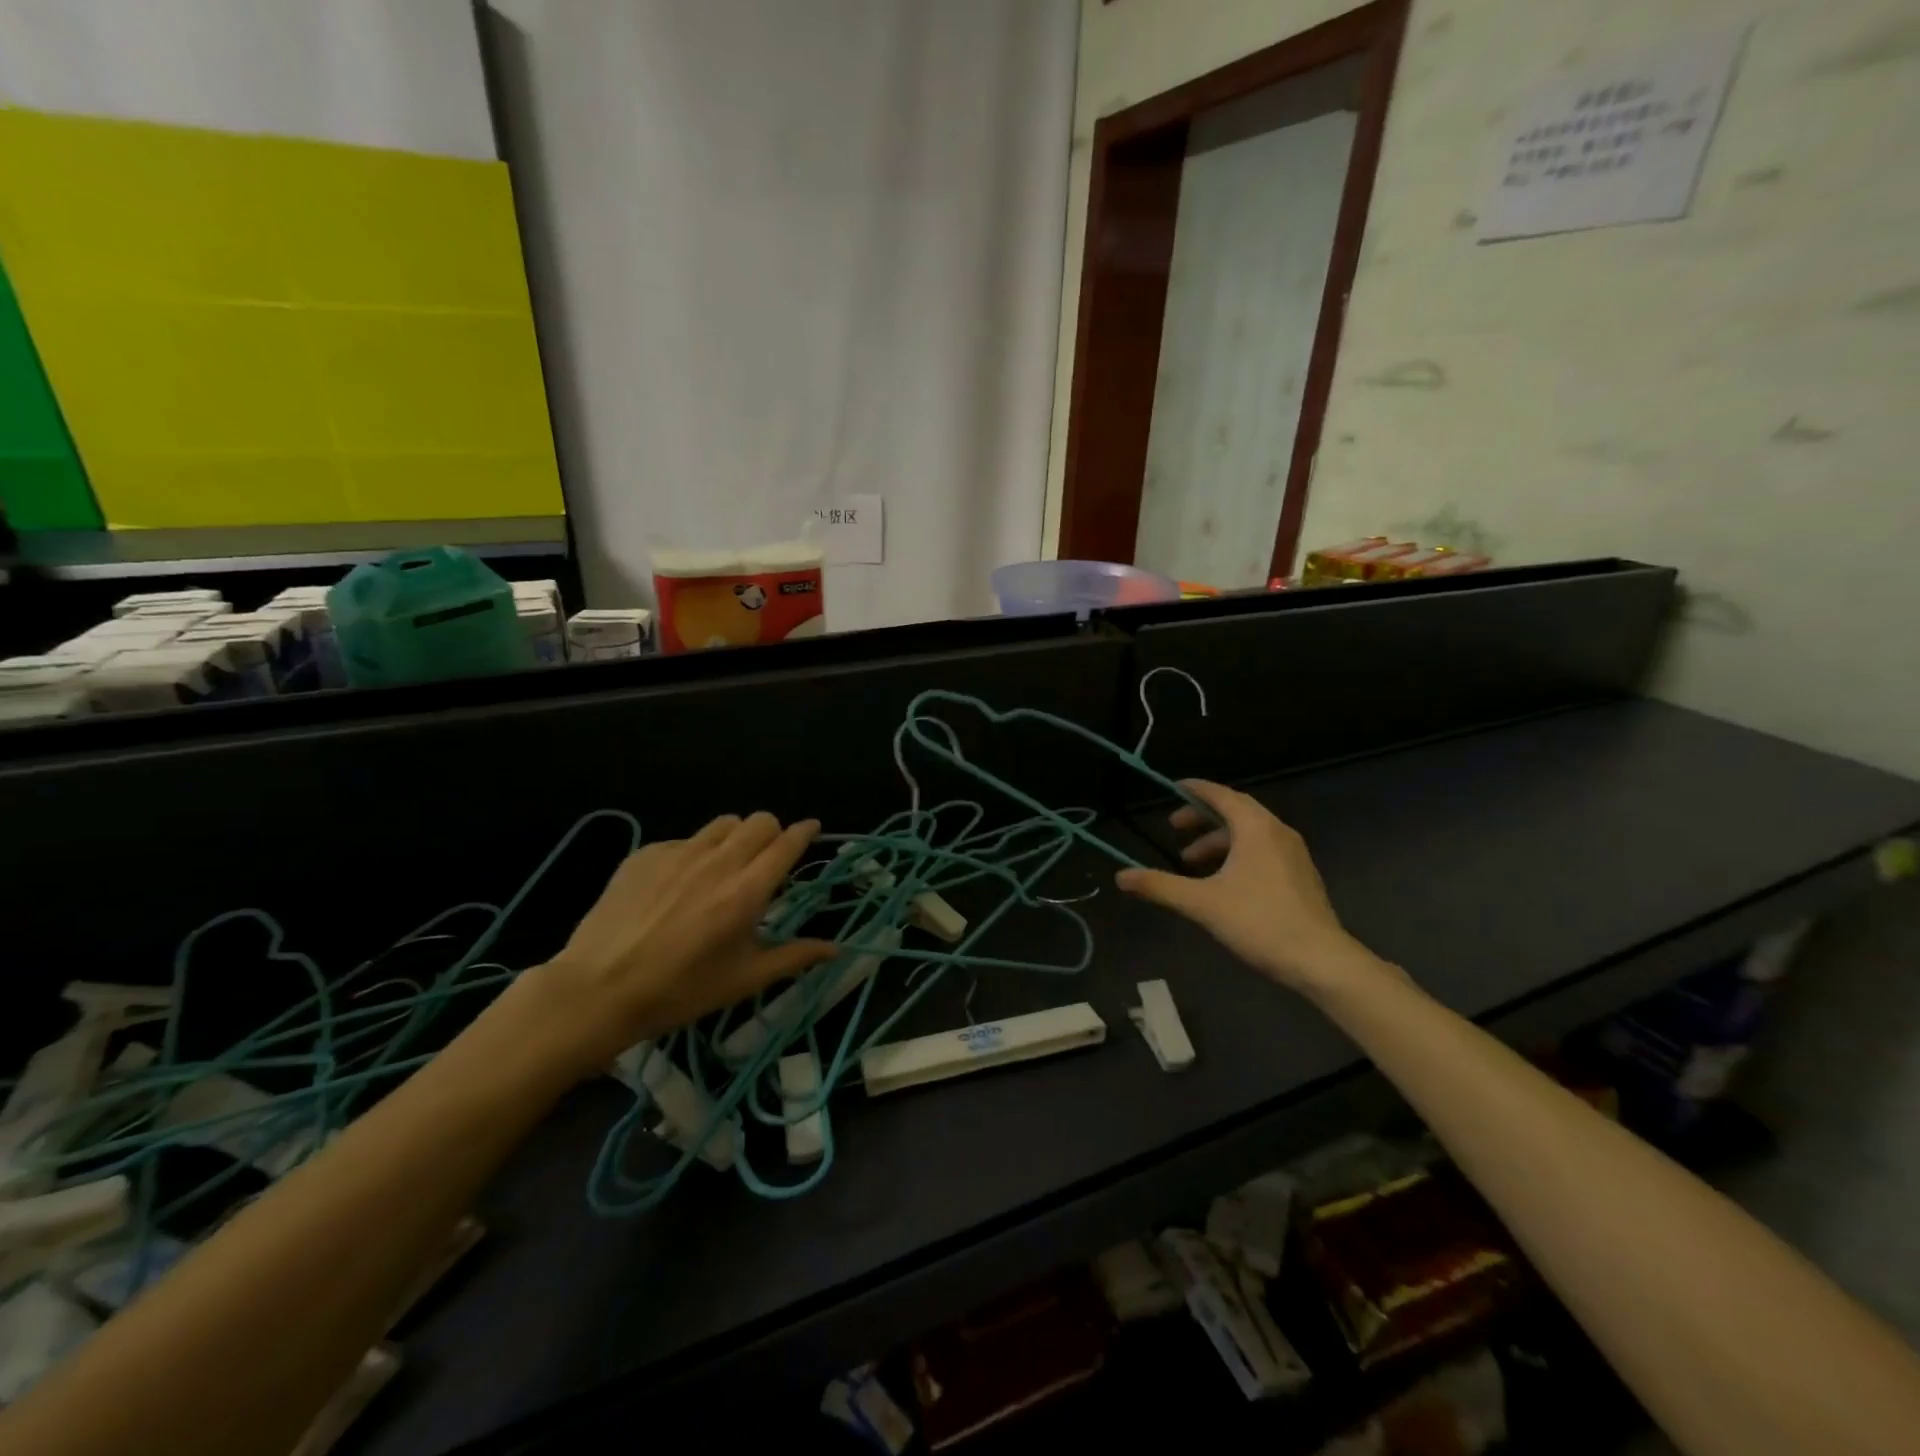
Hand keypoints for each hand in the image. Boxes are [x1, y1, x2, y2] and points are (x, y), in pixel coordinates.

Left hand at [506, 813, 836, 1080]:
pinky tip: (680, 884)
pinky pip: (685, 839)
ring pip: (723, 823)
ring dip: (736, 837)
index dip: (805, 832)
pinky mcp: (646, 854)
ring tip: (726, 865)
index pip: (787, 843)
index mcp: (746, 892)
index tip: (811, 830)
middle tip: (767, 859)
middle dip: (772, 833)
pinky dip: (696, 852)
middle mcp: (717, 862)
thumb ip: (794, 956)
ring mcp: (678, 853)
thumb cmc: (679, 991)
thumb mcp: (743, 980)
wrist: (597, 990)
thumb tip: (836, 947)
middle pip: (760, 821)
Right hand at [1115, 780, 1373, 995]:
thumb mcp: (1201, 903)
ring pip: (1250, 834)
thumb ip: (1160, 886)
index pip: (1221, 795)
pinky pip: (1263, 850)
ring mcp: (1293, 854)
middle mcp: (1277, 832)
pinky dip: (1237, 854)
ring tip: (1191, 863)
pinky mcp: (1300, 876)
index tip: (1173, 788)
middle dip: (1202, 817)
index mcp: (1255, 828)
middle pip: (1236, 811)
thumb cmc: (1258, 922)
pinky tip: (1222, 882)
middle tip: (1175, 828)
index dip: (1196, 790)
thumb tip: (1121, 877)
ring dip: (1218, 841)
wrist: (1320, 960)